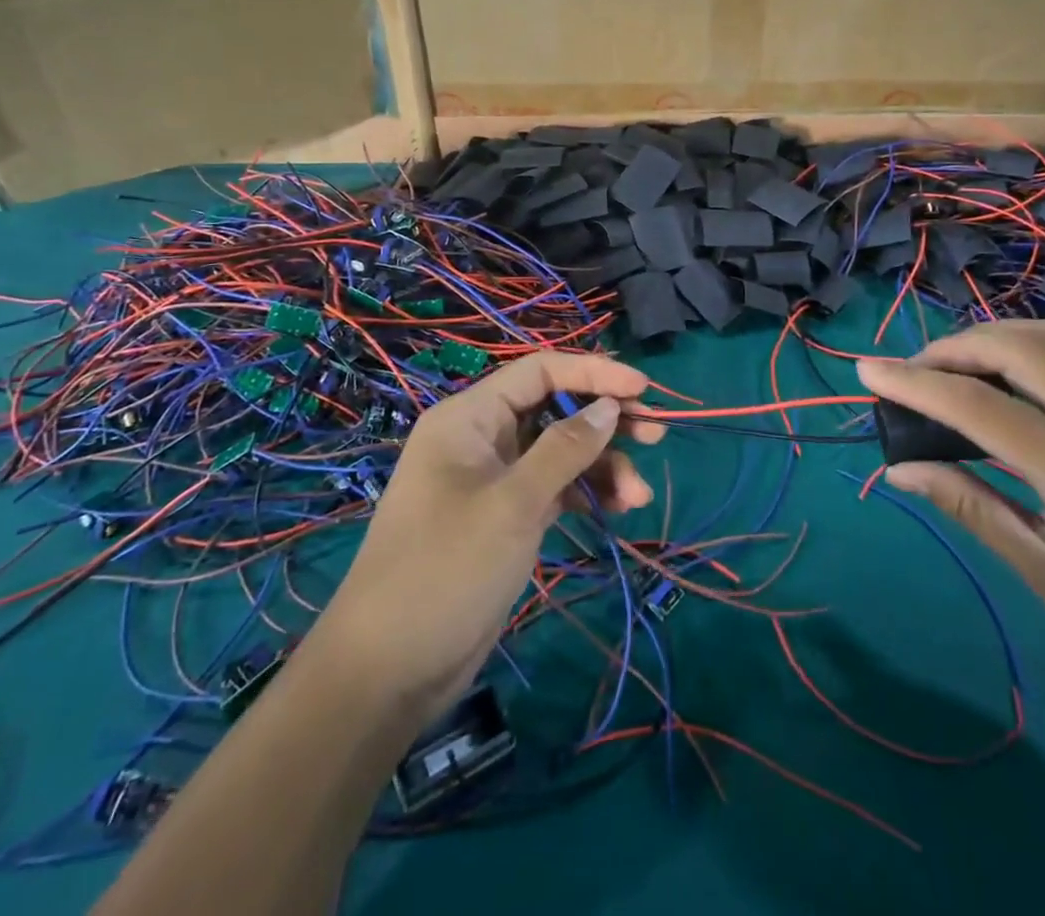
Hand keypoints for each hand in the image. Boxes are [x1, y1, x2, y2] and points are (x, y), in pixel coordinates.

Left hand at [312, 352, 662, 719]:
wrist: (388, 671)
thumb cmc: (446, 570)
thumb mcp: (513, 504)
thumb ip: (566, 449)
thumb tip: (610, 405)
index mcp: (470, 417)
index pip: (540, 372)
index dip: (594, 372)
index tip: (643, 387)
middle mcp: (483, 438)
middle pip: (555, 408)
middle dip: (605, 418)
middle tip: (656, 433)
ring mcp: (495, 479)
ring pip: (561, 451)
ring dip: (603, 465)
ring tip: (639, 494)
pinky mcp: (507, 517)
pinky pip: (556, 488)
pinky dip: (587, 493)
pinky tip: (619, 508)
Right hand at [859, 322, 1044, 696]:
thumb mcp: (1040, 571)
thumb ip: (968, 504)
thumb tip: (900, 468)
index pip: (977, 407)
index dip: (914, 383)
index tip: (866, 370)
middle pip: (1018, 349)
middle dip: (953, 348)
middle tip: (914, 371)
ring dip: (999, 335)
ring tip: (961, 360)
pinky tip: (1033, 358)